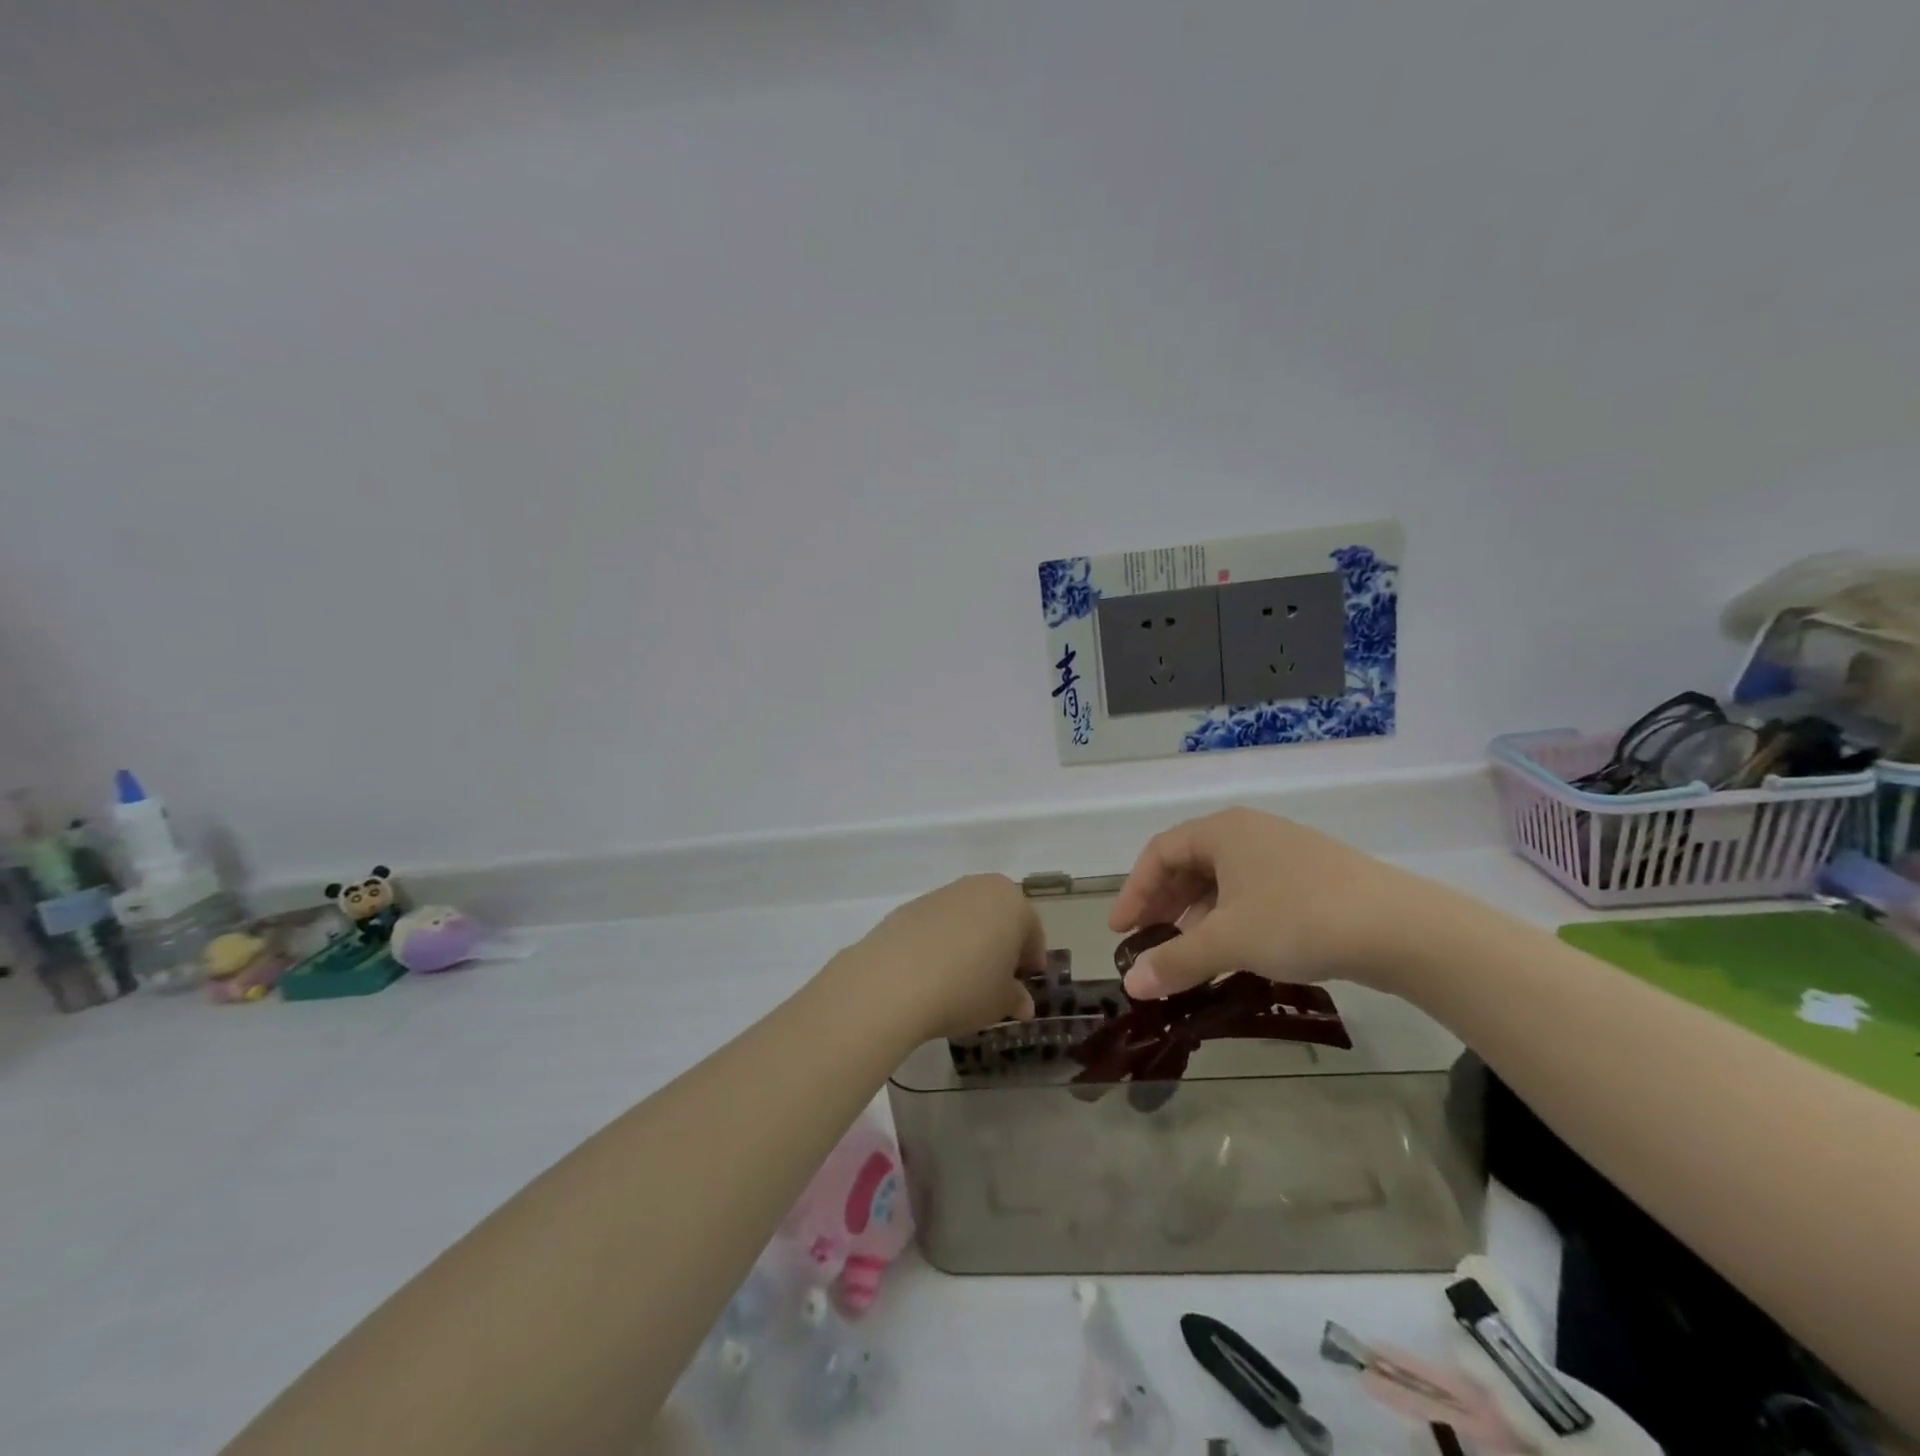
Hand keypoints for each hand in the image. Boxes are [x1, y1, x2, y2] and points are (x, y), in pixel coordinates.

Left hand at [832, 875, 1046, 1042]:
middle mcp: (978, 888)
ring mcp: (941, 894)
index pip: (1031, 931)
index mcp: (1011, 903)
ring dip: (971, 940)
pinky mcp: (909, 906)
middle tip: (998, 977)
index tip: (1026, 982)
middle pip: (999, 916)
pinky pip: (937, 924)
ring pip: (967, 917)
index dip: (1031, 958)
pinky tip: (932, 972)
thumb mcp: (1000, 1002)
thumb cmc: (965, 988)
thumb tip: (1022, 1003)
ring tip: (962, 977)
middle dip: (1002, 943)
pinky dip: (941, 941)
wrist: (893, 981)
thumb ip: (1015, 998)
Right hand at [1107, 809, 1429, 998]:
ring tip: (1187, 950)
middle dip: (1163, 903)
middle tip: (1147, 941)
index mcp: (1223, 830)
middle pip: (1189, 863)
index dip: (1134, 891)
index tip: (1120, 931)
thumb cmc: (1299, 919)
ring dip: (1195, 914)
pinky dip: (1229, 917)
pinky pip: (1251, 890)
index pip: (1159, 852)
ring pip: (1221, 879)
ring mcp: (1283, 852)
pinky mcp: (1310, 876)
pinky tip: (1233, 948)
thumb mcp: (1228, 941)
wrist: (1401, 928)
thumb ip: (1175, 961)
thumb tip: (1131, 986)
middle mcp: (1249, 832)